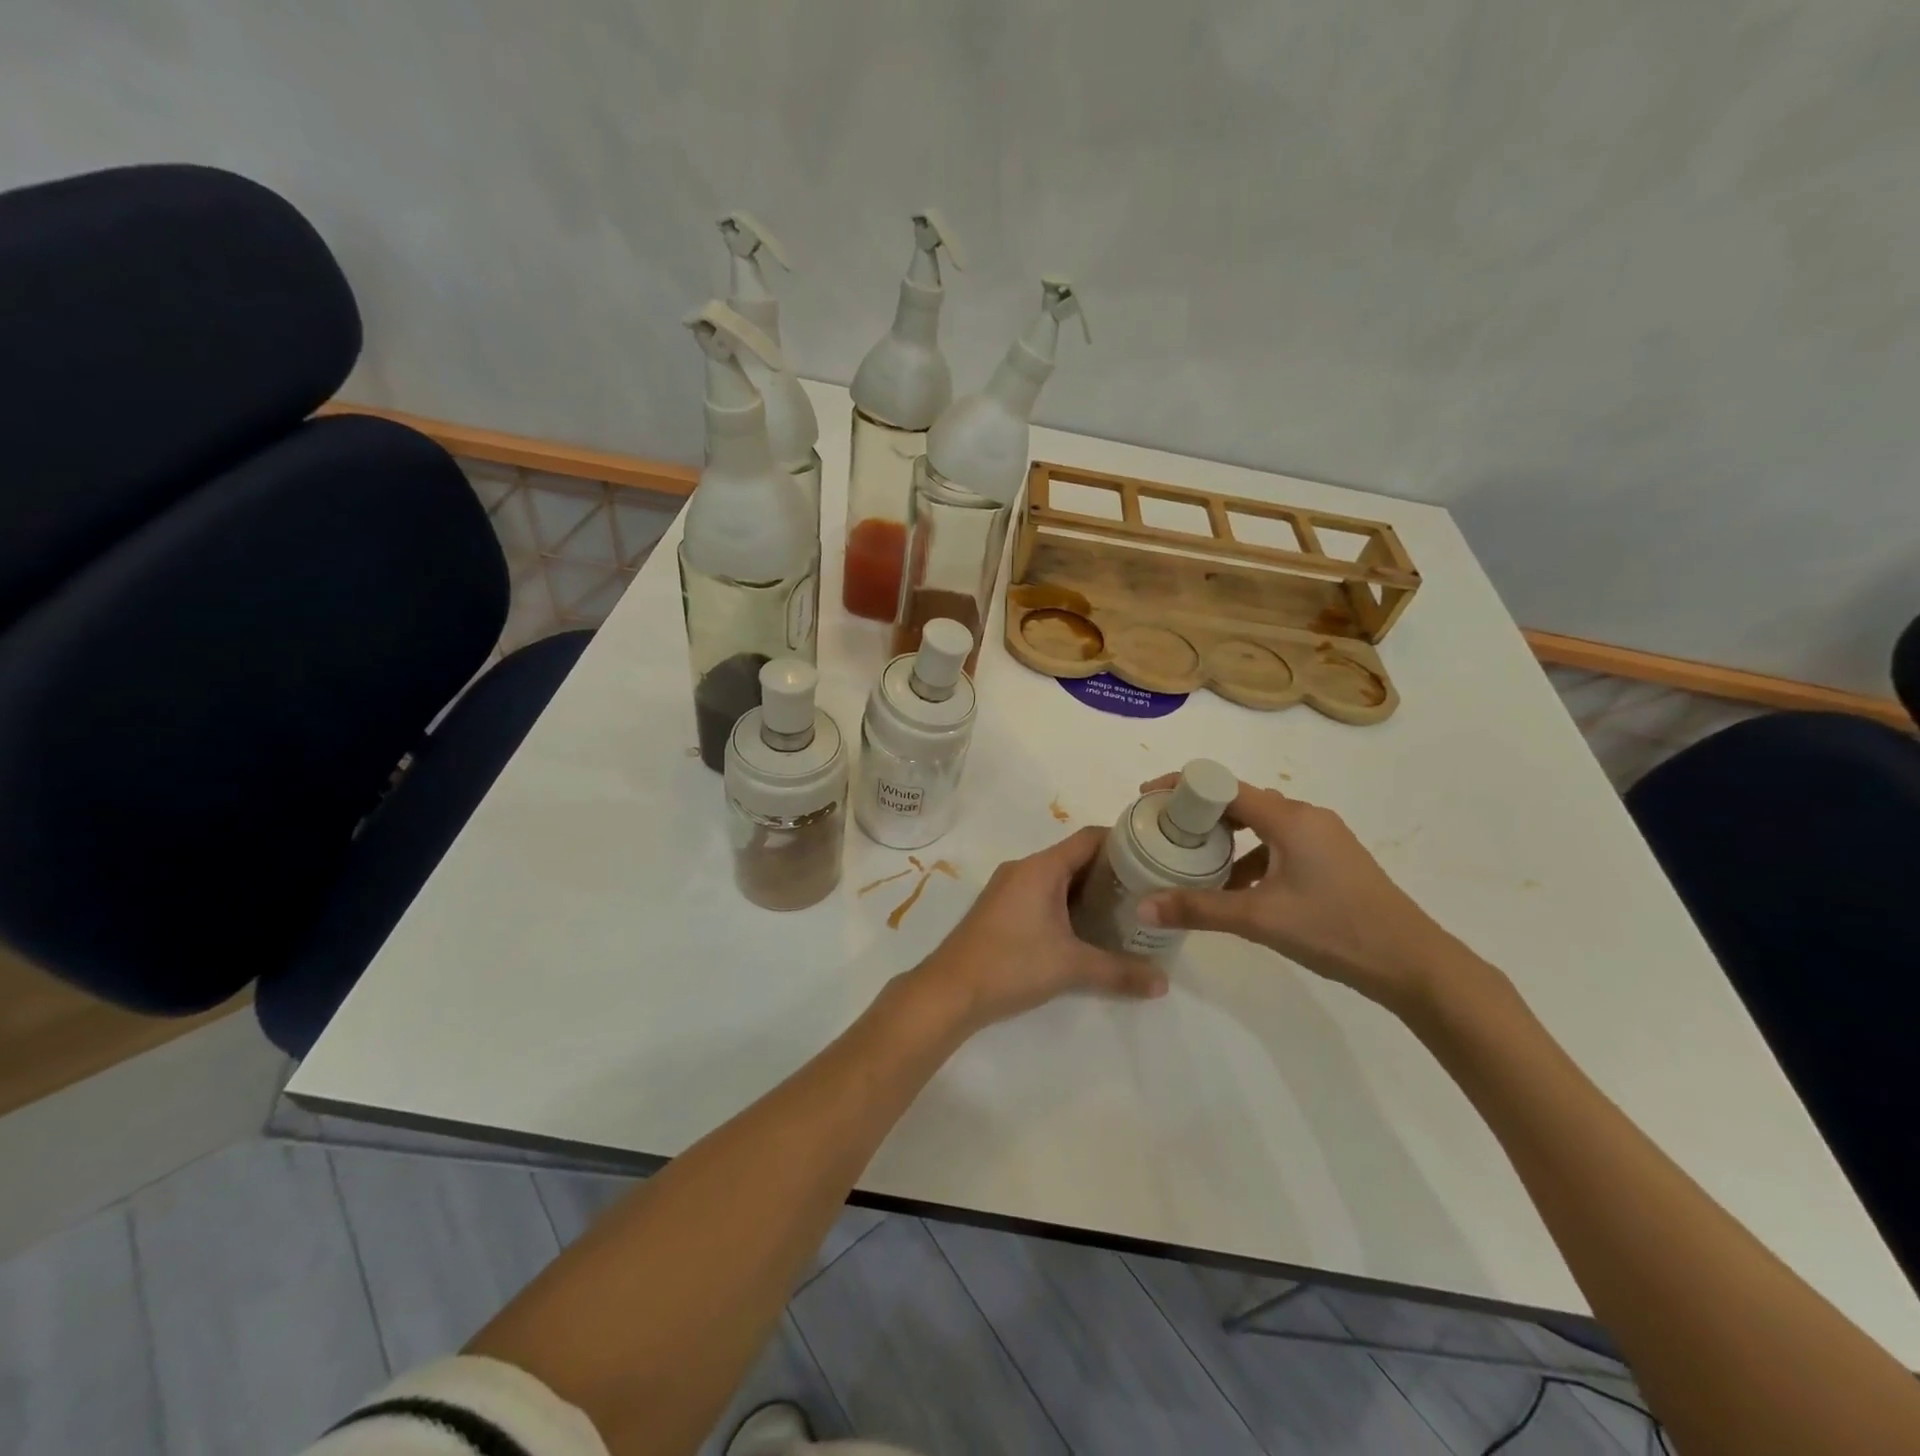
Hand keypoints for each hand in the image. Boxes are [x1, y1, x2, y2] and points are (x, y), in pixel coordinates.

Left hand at [912, 826, 1167, 1032]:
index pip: (1090, 838)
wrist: (949, 991)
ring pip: (1058, 878)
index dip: (1123, 843)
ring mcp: (1008, 888)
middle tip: (1147, 891)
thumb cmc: (1011, 965)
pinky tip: (1087, 929)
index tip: (1154, 857)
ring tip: (1125, 911)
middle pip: (1075, 857)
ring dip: (1089, 891)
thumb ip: (1120, 971)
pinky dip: (1067, 904)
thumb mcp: (1071, 967)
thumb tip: (1163, 983)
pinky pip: (1042, 894)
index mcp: (1041, 867)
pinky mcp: (1000, 909)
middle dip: (1111, 872)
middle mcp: (1024, 869)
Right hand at [1134, 774, 1474, 1011]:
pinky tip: (1238, 888)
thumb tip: (1143, 906)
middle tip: (1166, 833)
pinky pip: (1279, 843)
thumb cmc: (1335, 929)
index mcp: (1289, 817)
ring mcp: (1323, 837)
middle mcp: (1306, 816)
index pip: (1222, 786)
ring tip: (1194, 861)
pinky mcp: (1332, 859)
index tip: (1148, 799)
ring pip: (1260, 824)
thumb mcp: (1259, 918)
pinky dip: (1251, 856)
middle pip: (1240, 801)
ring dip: (1226, 838)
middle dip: (1200, 814)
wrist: (1413, 963)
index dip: (1181, 788)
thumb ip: (1197, 909)